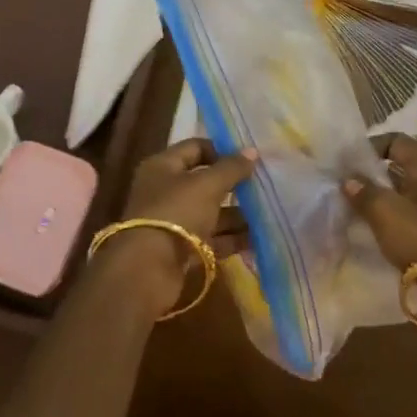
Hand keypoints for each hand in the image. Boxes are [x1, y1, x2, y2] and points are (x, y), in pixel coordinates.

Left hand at [95, 139, 255, 313]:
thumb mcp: (207, 185)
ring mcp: (173, 221)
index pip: (195, 148)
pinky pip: (211, 238)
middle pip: (205, 182)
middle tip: (263, 188)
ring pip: (211, 212)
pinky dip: (232, 238)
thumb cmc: (176, 213)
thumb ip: (231, 168)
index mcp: (163, 166)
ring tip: (267, 215)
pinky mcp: (182, 249)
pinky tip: (258, 239)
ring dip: (237, 215)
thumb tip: (252, 151)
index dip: (222, 151)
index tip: (250, 159)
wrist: (149, 269)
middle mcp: (166, 191)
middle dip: (234, 186)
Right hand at [343, 133, 416, 269]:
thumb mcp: (385, 211)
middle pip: (402, 165)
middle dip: (375, 171)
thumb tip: (348, 179)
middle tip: (351, 182)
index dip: (373, 146)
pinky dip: (392, 213)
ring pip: (405, 189)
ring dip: (382, 193)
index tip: (351, 162)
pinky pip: (410, 211)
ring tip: (358, 204)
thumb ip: (364, 191)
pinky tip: (375, 225)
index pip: (398, 140)